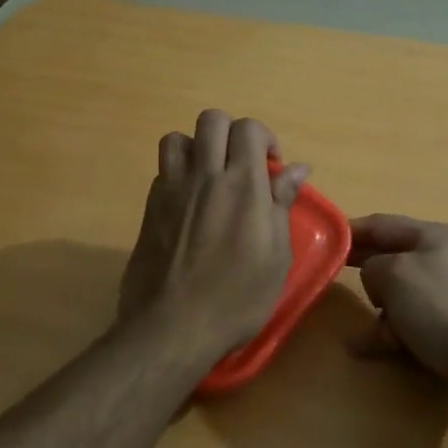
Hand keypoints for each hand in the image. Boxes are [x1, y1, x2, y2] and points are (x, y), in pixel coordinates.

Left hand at [120, 110, 309, 363]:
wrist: (173, 327)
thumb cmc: (237, 298)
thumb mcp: (276, 256)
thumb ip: (282, 204)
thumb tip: (298, 169)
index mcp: (243, 185)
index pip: (248, 128)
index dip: (263, 139)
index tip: (272, 169)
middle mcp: (205, 176)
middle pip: (212, 121)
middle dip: (232, 134)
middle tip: (243, 166)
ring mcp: (172, 190)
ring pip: (178, 138)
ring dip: (198, 148)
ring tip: (211, 177)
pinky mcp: (149, 208)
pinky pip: (163, 170)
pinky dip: (178, 173)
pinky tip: (189, 204)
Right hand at [346, 215, 447, 418]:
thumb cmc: (440, 308)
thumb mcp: (395, 275)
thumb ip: (371, 266)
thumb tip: (374, 279)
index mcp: (431, 236)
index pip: (381, 224)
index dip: (350, 231)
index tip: (318, 241)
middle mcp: (438, 260)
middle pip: (387, 259)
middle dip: (361, 273)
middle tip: (326, 282)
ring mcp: (443, 295)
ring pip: (394, 295)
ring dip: (376, 312)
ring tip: (365, 334)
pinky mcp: (445, 327)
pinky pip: (405, 322)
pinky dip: (386, 333)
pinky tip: (364, 349)